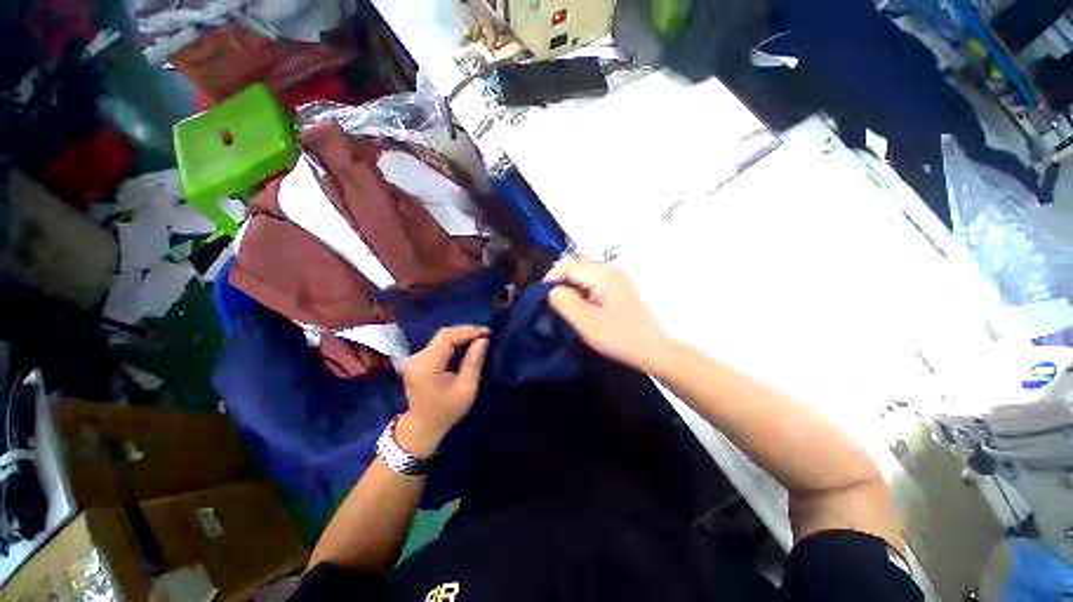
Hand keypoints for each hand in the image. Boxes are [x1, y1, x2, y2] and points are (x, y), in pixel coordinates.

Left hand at [398, 326, 489, 456]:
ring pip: (441, 337)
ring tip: (479, 338)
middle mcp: (417, 357)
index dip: (469, 331)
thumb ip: (474, 362)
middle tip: (485, 334)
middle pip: (443, 334)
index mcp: (427, 365)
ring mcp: (415, 357)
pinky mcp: (418, 360)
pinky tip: (466, 345)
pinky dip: (454, 342)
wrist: (422, 427)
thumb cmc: (446, 411)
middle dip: (466, 331)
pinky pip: (438, 344)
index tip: (488, 332)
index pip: (448, 337)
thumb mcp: (466, 388)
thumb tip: (483, 340)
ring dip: (461, 336)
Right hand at [545, 258, 671, 372]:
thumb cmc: (621, 339)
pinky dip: (579, 291)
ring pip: (582, 274)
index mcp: (604, 275)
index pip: (568, 265)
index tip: (542, 298)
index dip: (551, 278)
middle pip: (575, 266)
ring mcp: (615, 278)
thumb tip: (551, 290)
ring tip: (564, 307)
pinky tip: (580, 307)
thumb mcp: (588, 324)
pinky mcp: (616, 287)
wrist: (654, 350)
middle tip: (552, 303)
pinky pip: (590, 282)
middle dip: (559, 281)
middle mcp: (610, 270)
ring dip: (569, 287)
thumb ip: (565, 302)